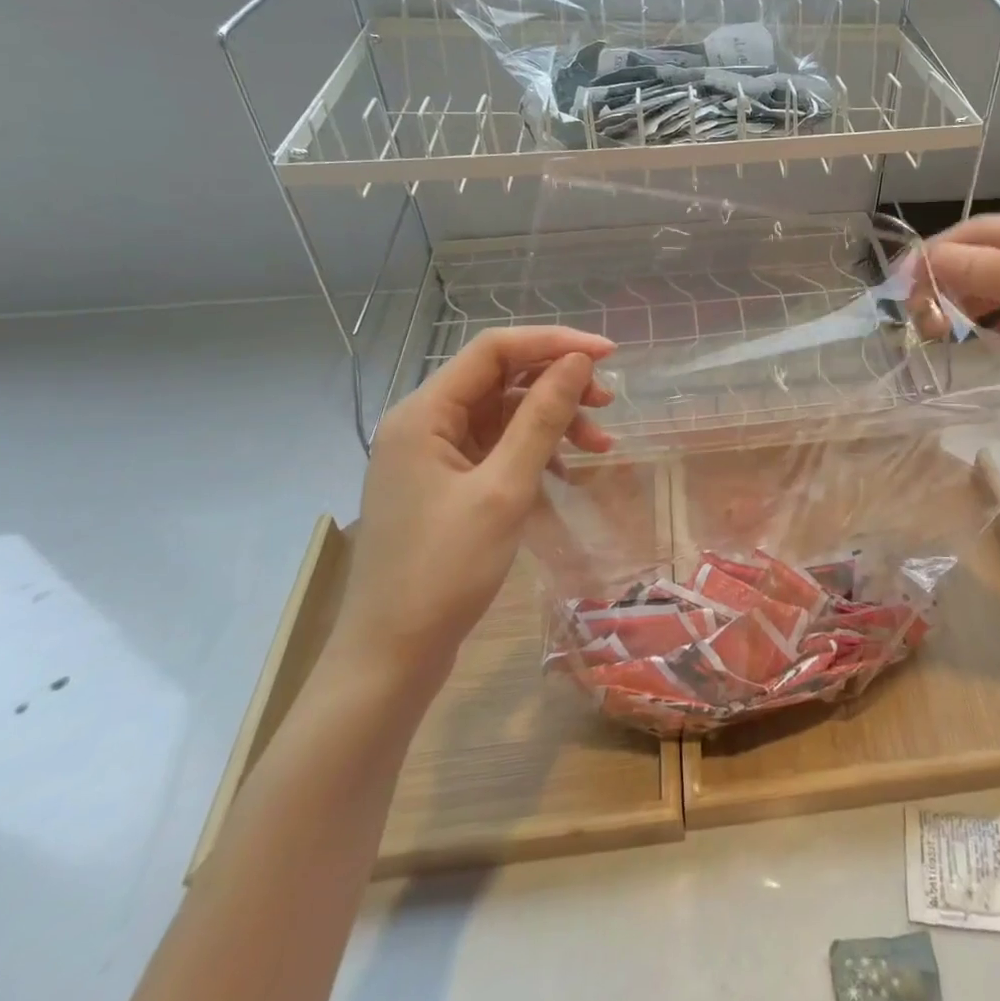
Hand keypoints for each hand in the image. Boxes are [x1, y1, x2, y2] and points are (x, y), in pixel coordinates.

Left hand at [327, 327, 616, 695]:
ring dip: (553, 422)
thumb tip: (576, 362)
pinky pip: (497, 448)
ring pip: (504, 414)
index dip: (553, 342)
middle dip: (558, 386)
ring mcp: (434, 455)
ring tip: (602, 445)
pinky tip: (568, 471)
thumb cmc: (444, 571)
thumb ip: (542, 418)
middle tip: (608, 405)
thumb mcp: (504, 489)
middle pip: (501, 379)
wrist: (391, 658)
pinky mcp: (446, 484)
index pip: (494, 349)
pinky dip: (535, 451)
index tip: (607, 356)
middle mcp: (425, 423)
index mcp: (424, 413)